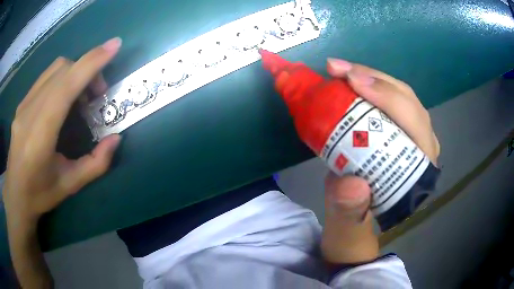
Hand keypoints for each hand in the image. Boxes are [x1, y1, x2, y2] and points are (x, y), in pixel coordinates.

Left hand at [2, 38, 121, 223]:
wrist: (15, 194)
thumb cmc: (40, 194)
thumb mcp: (70, 185)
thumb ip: (96, 164)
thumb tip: (116, 138)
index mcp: (39, 137)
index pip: (65, 87)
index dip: (90, 63)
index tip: (114, 46)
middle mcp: (29, 113)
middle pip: (62, 71)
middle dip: (87, 70)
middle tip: (98, 94)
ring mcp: (23, 105)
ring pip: (54, 69)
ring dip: (75, 72)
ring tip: (81, 95)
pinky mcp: (22, 103)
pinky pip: (46, 77)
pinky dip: (62, 78)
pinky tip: (64, 97)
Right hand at [321, 58, 439, 263]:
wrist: (354, 232)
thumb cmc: (355, 232)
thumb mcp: (347, 230)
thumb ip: (350, 213)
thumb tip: (351, 184)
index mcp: (418, 176)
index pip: (415, 127)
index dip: (389, 99)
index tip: (353, 83)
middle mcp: (421, 152)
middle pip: (408, 103)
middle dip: (375, 79)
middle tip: (337, 69)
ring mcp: (410, 139)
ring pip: (400, 96)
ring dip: (370, 77)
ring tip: (339, 70)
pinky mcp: (396, 134)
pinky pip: (388, 101)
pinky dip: (367, 86)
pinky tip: (348, 81)